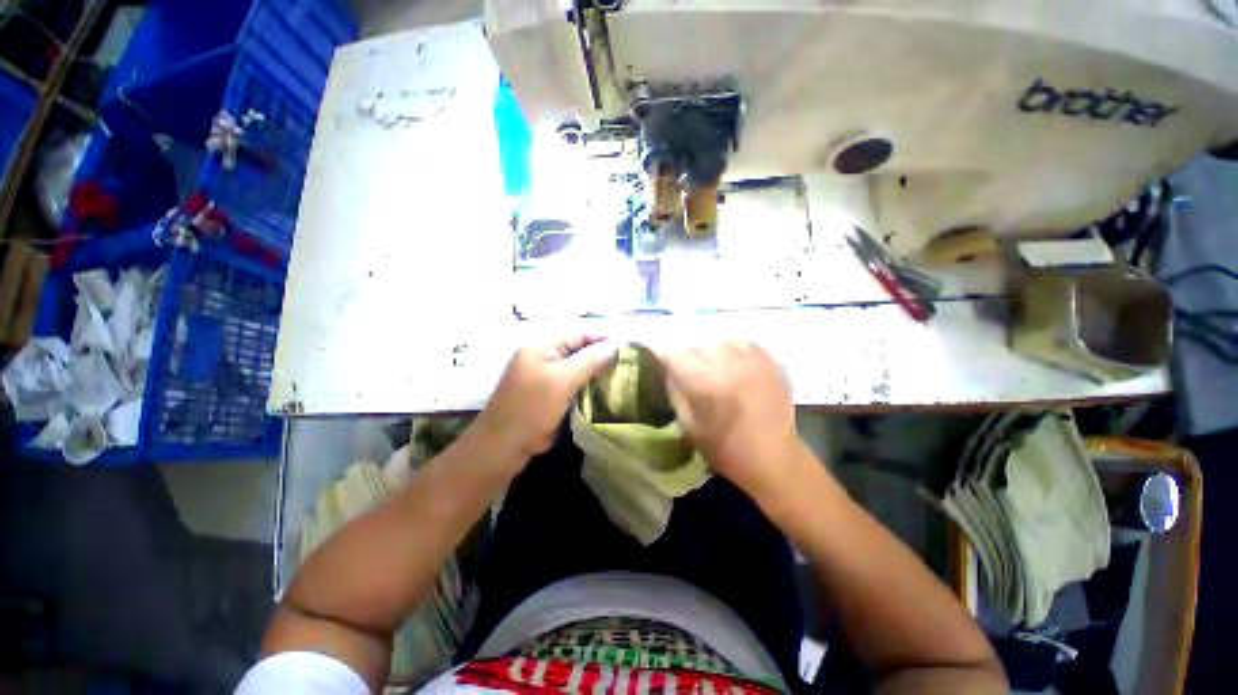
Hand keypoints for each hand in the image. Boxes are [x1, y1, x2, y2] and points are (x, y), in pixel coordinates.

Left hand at [475, 335, 616, 457]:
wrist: (504, 446)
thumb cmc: (533, 408)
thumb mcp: (563, 380)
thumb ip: (590, 359)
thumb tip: (615, 345)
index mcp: (541, 345)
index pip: (578, 332)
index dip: (602, 338)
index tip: (626, 349)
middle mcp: (542, 355)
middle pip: (578, 349)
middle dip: (600, 356)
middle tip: (624, 365)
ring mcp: (544, 374)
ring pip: (576, 366)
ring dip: (595, 371)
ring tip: (619, 377)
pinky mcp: (548, 392)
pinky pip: (572, 382)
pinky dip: (587, 384)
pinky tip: (603, 390)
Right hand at [652, 341, 800, 497]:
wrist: (774, 458)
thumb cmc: (725, 448)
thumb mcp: (689, 425)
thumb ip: (675, 392)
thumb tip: (668, 368)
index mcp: (706, 384)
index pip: (675, 353)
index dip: (662, 350)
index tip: (656, 352)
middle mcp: (730, 365)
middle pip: (699, 340)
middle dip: (688, 350)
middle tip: (687, 363)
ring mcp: (755, 361)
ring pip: (723, 337)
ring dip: (712, 346)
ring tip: (711, 361)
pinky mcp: (773, 363)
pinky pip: (746, 342)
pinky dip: (734, 347)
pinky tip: (733, 362)